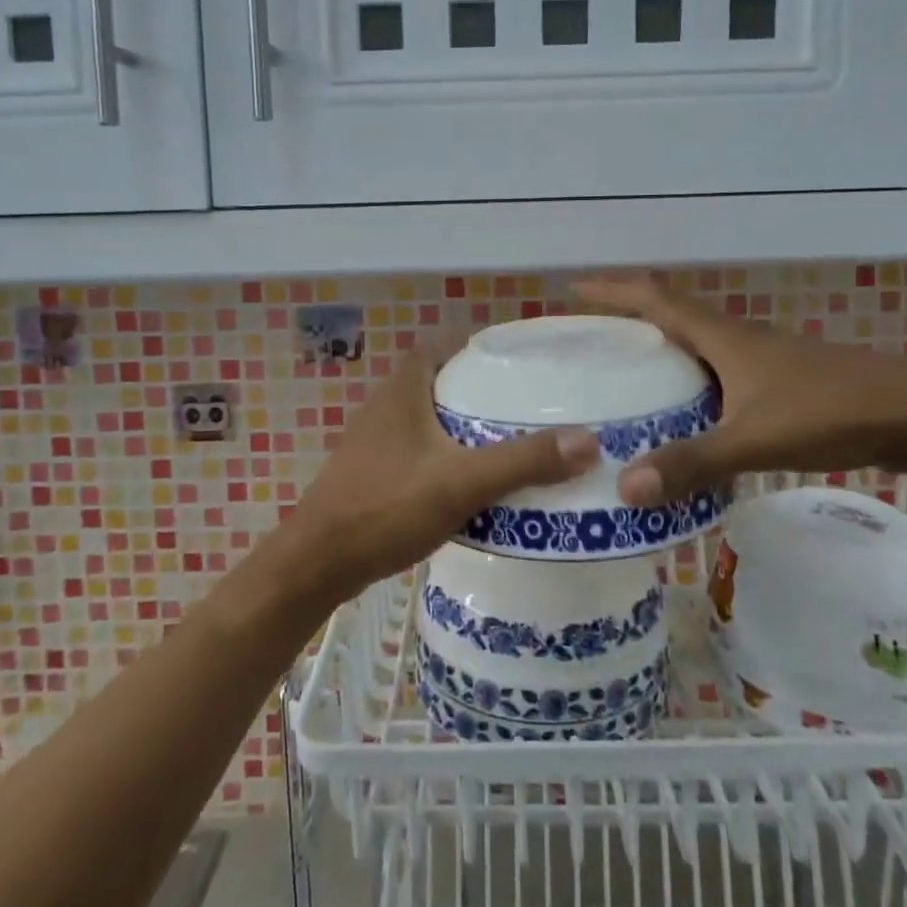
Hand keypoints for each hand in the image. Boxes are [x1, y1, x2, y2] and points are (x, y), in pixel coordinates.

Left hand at [288, 341, 597, 597]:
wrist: (318, 563)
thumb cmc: (386, 507)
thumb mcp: (461, 482)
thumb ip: (522, 461)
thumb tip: (588, 440)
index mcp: (404, 389)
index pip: (442, 343)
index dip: (477, 342)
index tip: (519, 356)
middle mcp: (387, 406)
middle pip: (440, 380)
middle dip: (480, 387)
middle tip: (527, 402)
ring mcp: (376, 441)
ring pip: (430, 418)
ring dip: (464, 424)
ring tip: (510, 439)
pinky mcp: (374, 473)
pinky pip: (421, 450)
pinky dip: (448, 455)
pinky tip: (473, 481)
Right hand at [575, 275, 906, 503]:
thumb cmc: (831, 410)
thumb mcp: (754, 438)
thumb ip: (692, 462)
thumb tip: (625, 487)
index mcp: (723, 337)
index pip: (655, 299)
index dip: (612, 289)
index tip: (572, 287)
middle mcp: (737, 340)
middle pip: (672, 317)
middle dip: (627, 320)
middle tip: (588, 342)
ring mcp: (762, 361)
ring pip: (697, 347)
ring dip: (661, 352)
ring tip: (624, 378)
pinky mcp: (780, 384)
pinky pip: (719, 374)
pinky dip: (691, 383)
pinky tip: (685, 416)